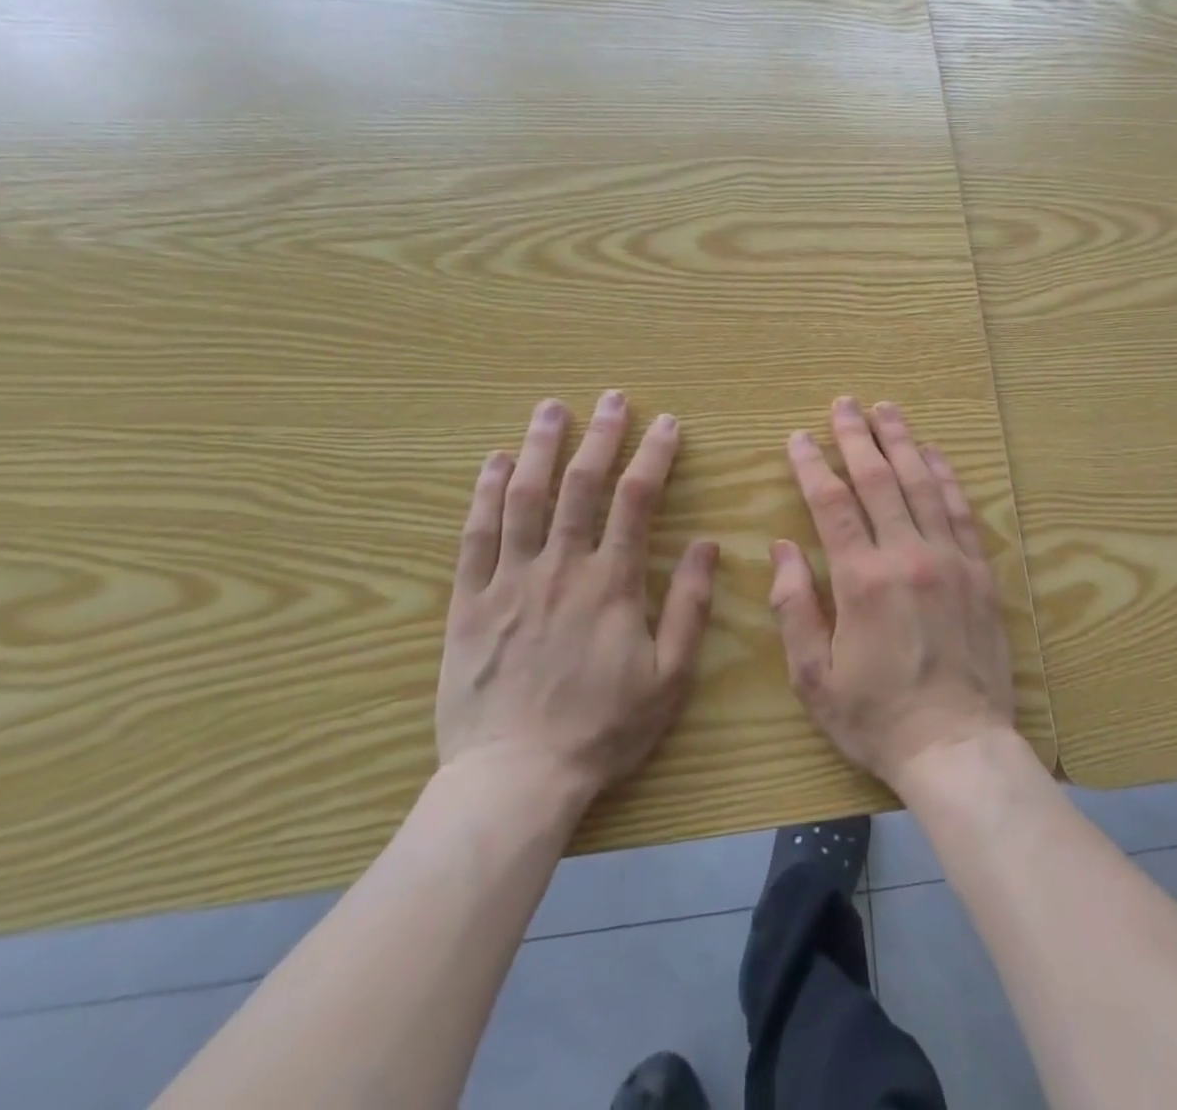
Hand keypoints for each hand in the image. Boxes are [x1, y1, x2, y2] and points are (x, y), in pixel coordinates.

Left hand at [435, 391, 719, 803]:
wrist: (514, 779)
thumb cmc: (602, 729)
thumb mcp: (669, 676)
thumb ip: (689, 606)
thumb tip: (706, 544)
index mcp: (611, 584)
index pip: (636, 501)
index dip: (654, 456)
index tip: (666, 424)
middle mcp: (560, 568)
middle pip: (580, 486)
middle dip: (600, 436)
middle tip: (610, 397)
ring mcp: (510, 581)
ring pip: (525, 499)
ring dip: (541, 448)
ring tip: (551, 408)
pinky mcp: (470, 602)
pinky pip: (476, 536)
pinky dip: (486, 493)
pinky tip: (495, 462)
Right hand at [769, 396, 1016, 792]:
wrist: (956, 746)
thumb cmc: (876, 717)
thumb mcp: (814, 676)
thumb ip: (794, 606)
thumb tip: (783, 547)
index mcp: (862, 580)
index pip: (832, 503)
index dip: (812, 465)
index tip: (799, 437)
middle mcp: (908, 556)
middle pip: (879, 480)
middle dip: (857, 437)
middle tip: (844, 404)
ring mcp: (950, 560)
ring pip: (922, 484)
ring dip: (902, 443)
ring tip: (886, 410)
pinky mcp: (980, 572)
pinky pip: (961, 510)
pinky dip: (946, 476)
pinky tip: (934, 454)